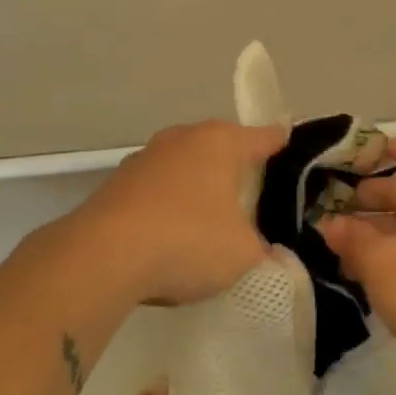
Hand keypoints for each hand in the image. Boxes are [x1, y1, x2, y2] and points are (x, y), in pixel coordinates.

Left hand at [65, 119, 287, 305]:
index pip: (265, 137)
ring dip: (198, 187)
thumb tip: (265, 251)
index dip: (282, 146)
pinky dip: (169, 206)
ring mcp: (145, 158)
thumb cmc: (188, 240)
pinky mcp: (117, 184)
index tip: (294, 153)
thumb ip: (262, 249)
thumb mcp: (243, 253)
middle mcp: (183, 138)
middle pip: (221, 148)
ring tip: (211, 220)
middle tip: (254, 198)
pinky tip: (171, 236)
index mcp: (221, 141)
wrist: (101, 257)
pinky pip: (158, 190)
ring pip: (185, 167)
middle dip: (236, 169)